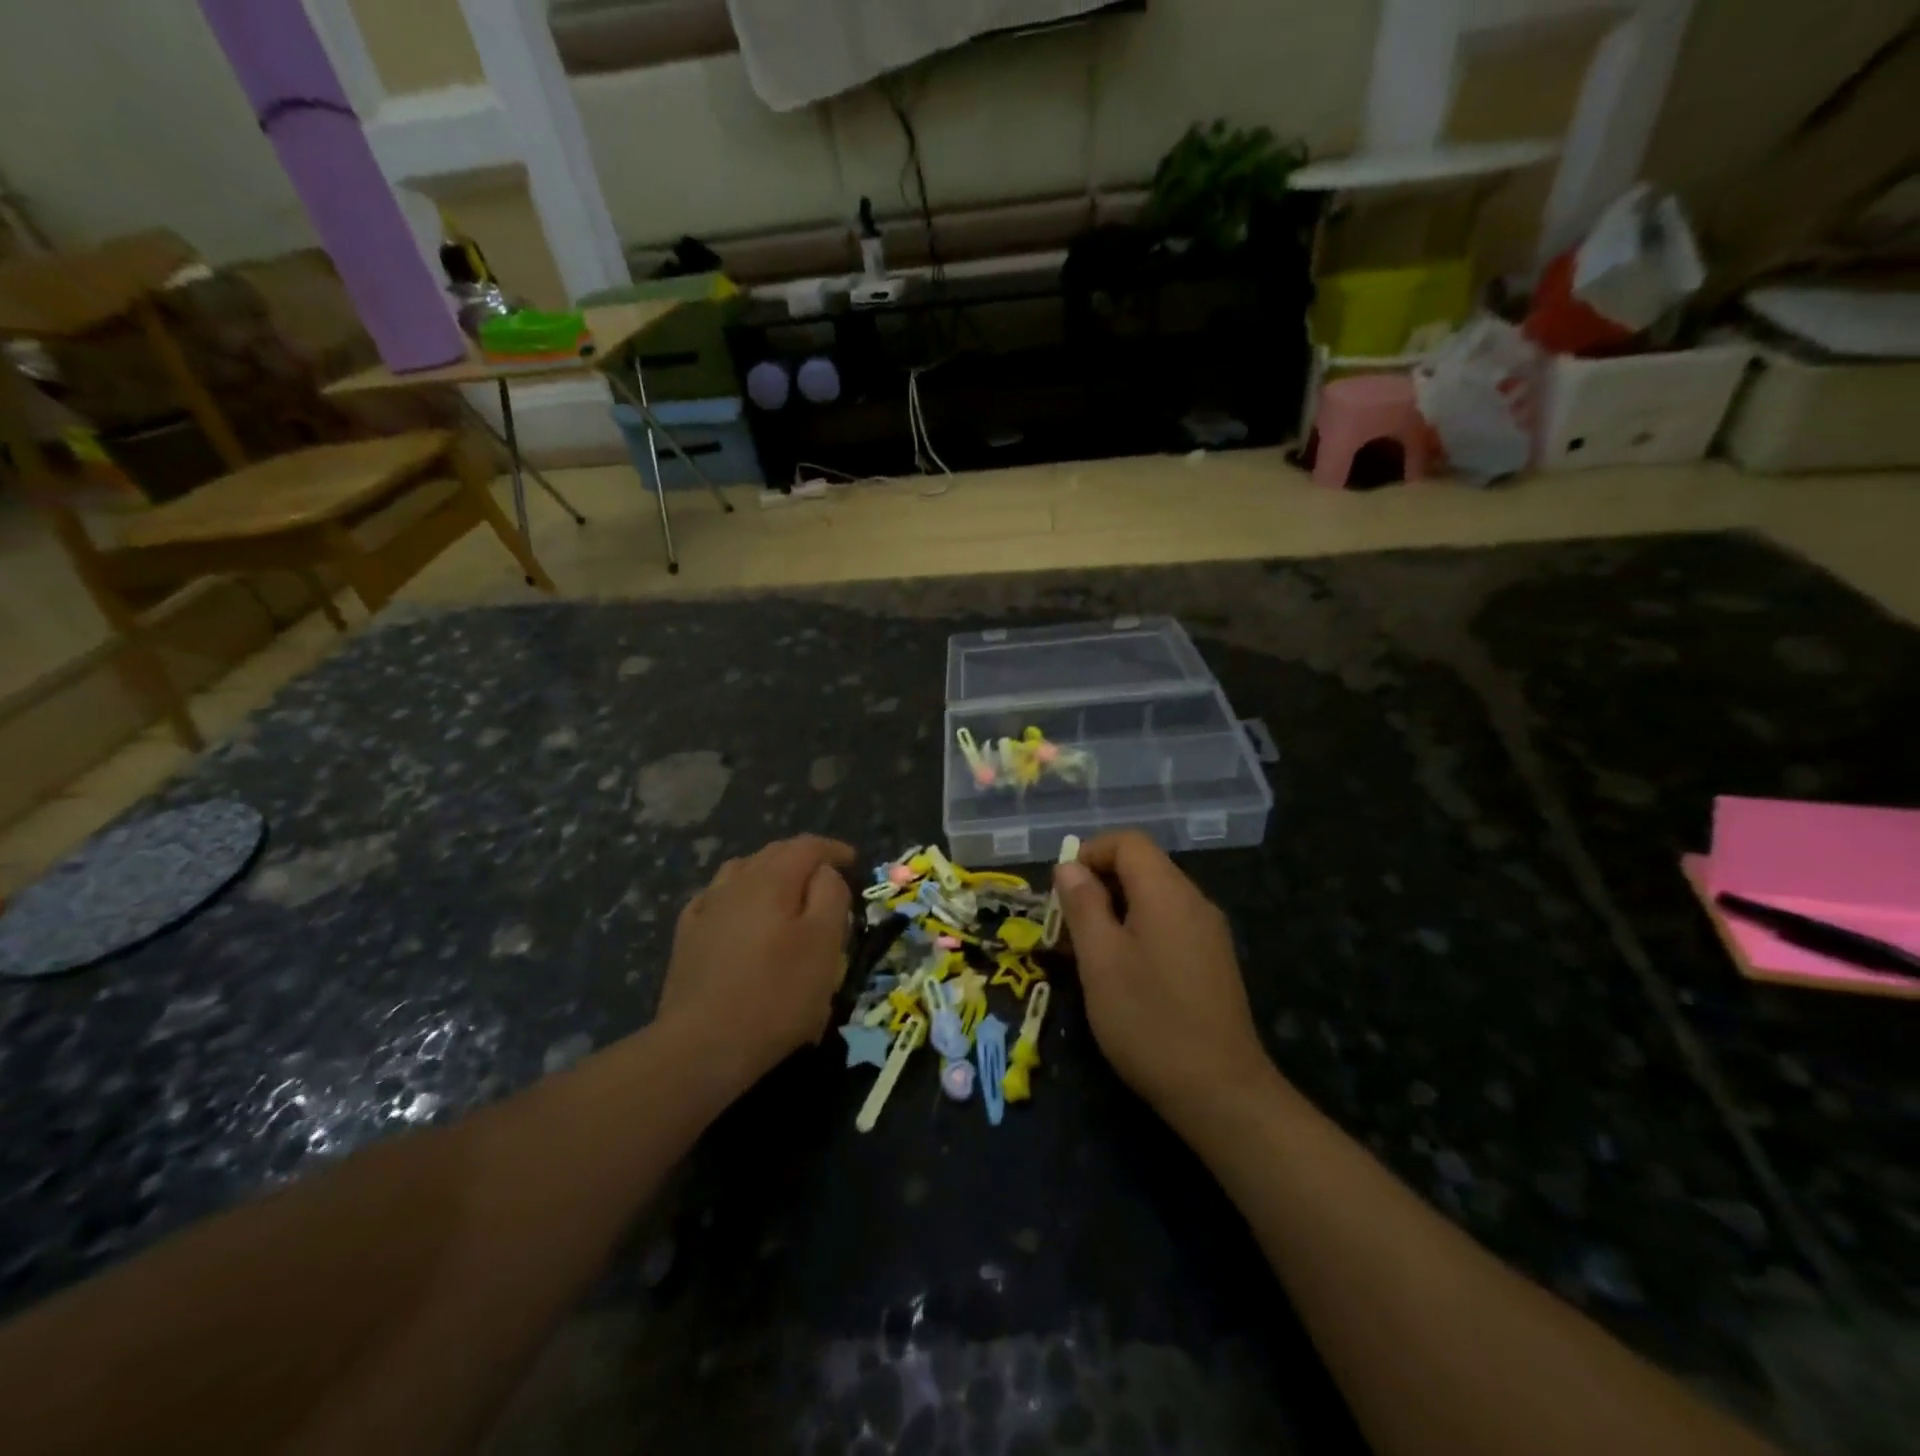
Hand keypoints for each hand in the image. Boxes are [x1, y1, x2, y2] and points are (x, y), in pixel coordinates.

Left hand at [657, 835, 853, 1093]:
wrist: (702, 1046)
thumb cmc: (776, 995)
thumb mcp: (824, 944)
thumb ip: (831, 896)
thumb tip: (824, 872)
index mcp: (771, 879)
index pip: (807, 846)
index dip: (833, 849)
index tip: (854, 861)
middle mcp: (735, 882)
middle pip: (773, 854)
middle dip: (803, 859)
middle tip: (826, 878)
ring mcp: (706, 908)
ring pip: (742, 873)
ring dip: (769, 875)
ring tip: (786, 893)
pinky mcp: (687, 936)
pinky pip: (717, 899)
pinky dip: (739, 897)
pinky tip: (741, 916)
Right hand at [1055, 832, 1274, 1117]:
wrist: (1221, 1091)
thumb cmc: (1149, 1020)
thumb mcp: (1100, 960)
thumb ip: (1083, 905)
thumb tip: (1069, 867)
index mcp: (1167, 892)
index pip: (1128, 842)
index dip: (1090, 854)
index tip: (1061, 891)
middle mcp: (1194, 901)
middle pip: (1142, 867)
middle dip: (1098, 885)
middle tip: (1066, 927)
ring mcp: (1209, 932)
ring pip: (1154, 898)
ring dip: (1115, 911)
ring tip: (1086, 953)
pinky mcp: (1213, 961)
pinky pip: (1169, 925)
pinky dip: (1138, 931)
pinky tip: (1121, 973)